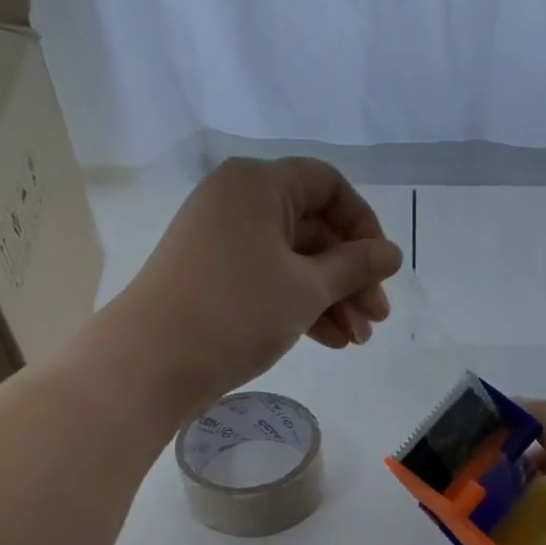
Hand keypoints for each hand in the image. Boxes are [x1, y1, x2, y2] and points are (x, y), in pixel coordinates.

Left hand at [116, 157, 402, 410]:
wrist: (153, 361)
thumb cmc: (237, 311)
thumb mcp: (306, 289)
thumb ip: (354, 268)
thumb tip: (392, 254)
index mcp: (259, 184)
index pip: (328, 186)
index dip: (363, 225)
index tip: (381, 268)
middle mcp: (238, 202)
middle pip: (313, 229)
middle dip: (350, 276)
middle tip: (376, 320)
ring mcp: (222, 242)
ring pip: (293, 261)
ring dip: (331, 299)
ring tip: (357, 341)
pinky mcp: (214, 278)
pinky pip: (270, 281)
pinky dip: (300, 306)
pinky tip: (330, 341)